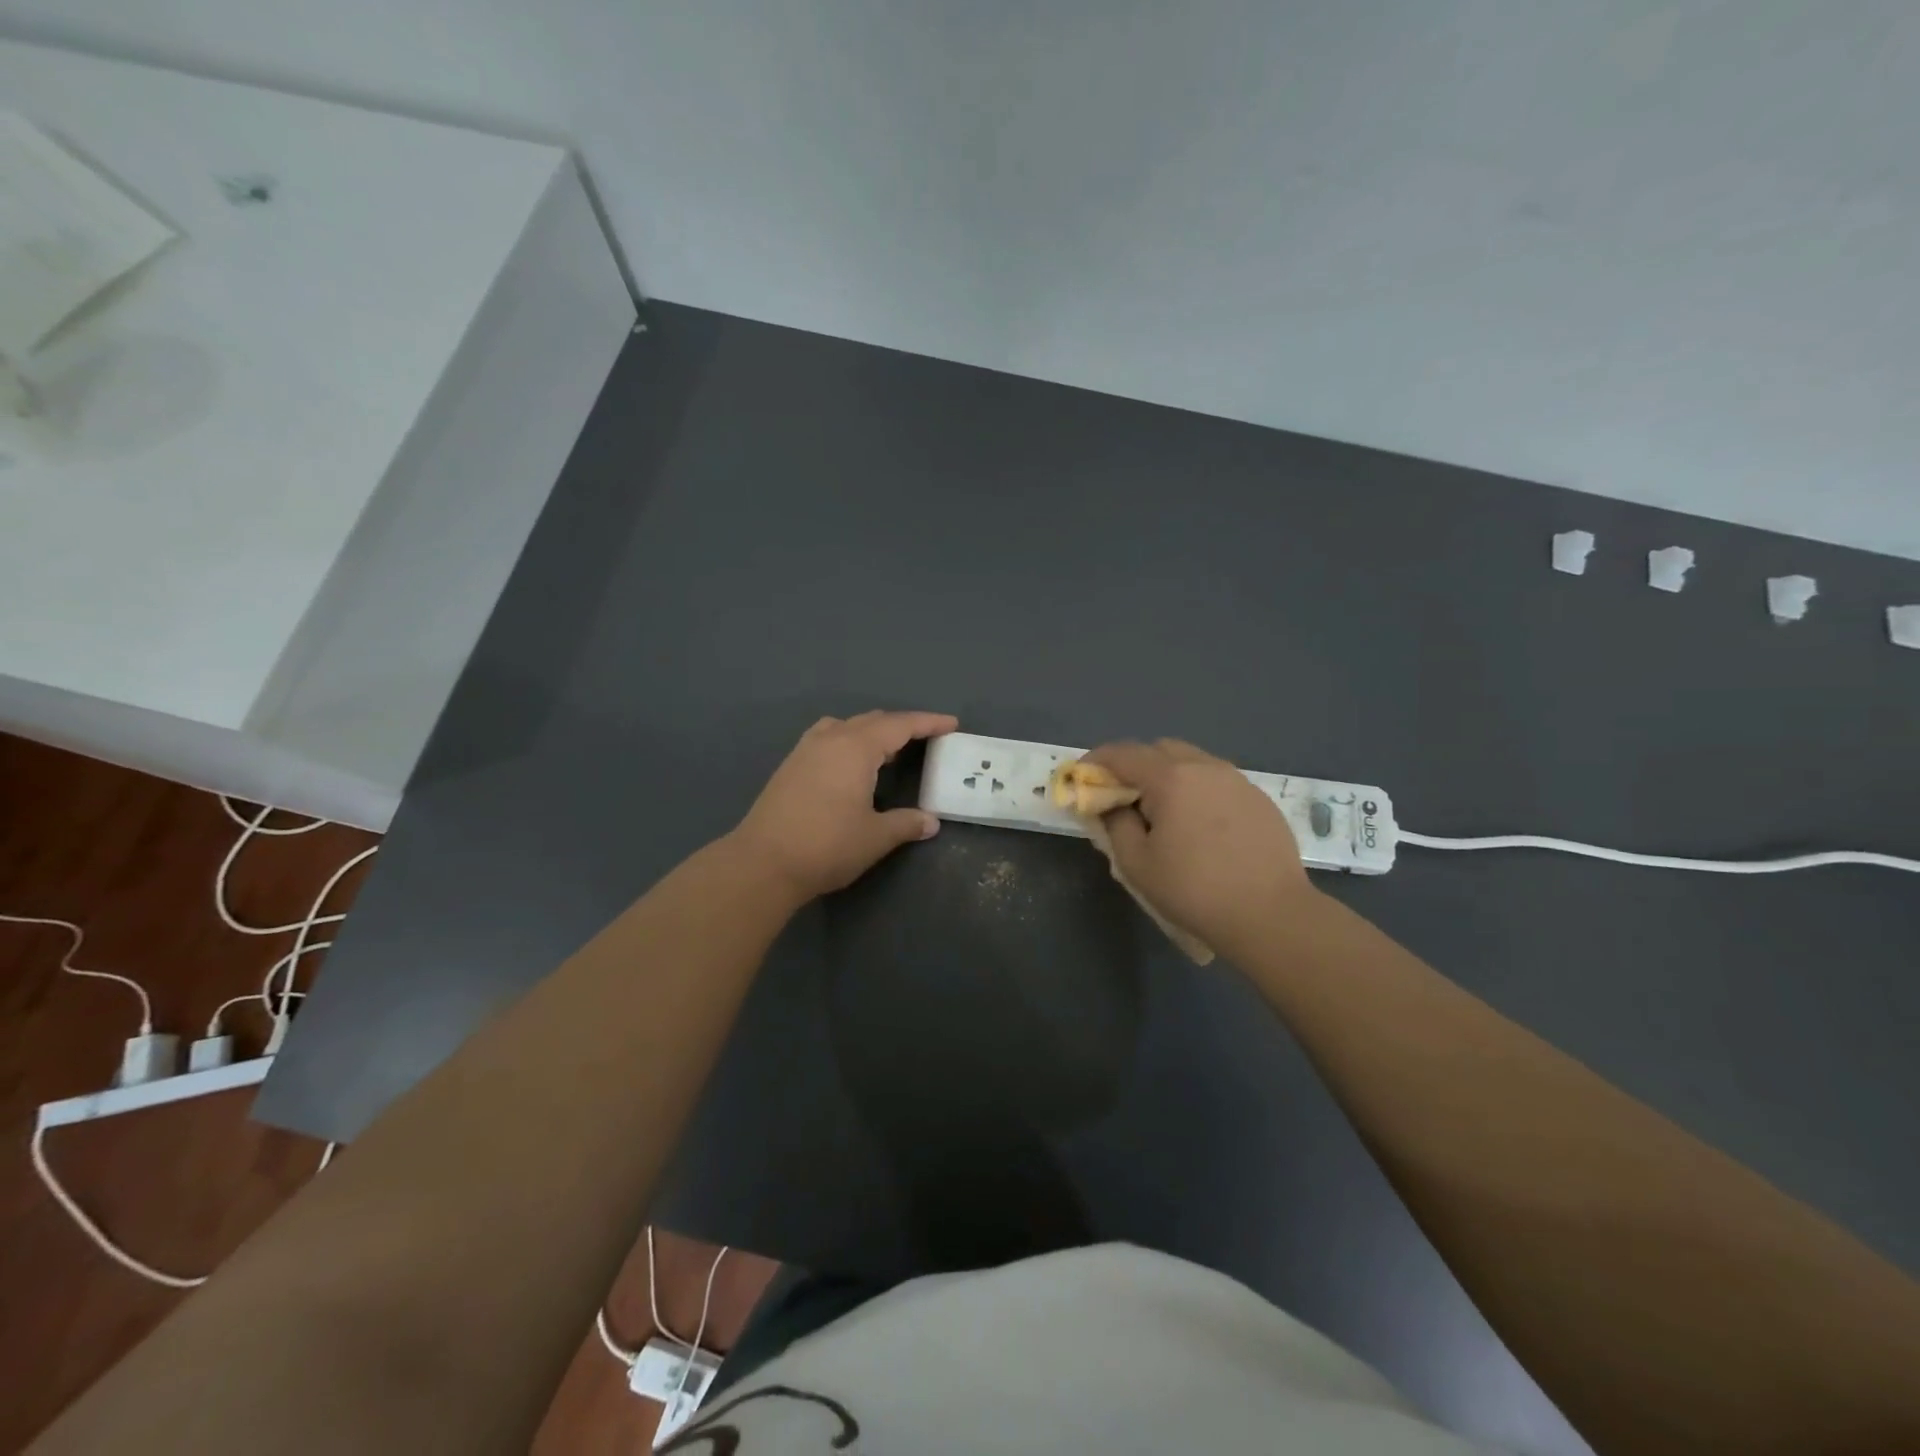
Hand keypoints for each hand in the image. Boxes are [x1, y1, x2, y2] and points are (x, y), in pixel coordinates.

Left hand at [730, 710, 956, 900]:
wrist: (762, 863)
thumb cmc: (827, 846)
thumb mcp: (875, 837)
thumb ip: (906, 824)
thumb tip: (930, 822)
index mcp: (856, 748)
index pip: (900, 725)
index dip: (928, 722)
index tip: (951, 723)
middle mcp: (831, 739)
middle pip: (873, 720)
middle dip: (902, 726)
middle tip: (926, 738)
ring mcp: (806, 750)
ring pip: (846, 726)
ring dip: (872, 731)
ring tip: (888, 749)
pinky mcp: (790, 766)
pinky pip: (827, 737)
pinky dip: (848, 740)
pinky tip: (850, 763)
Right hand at [1082, 739, 1317, 956]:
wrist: (1271, 915)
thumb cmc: (1194, 890)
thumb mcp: (1136, 864)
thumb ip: (1115, 824)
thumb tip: (1112, 805)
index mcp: (1171, 778)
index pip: (1123, 753)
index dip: (1096, 761)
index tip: (1081, 776)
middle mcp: (1205, 767)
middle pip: (1159, 749)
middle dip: (1134, 765)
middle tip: (1123, 797)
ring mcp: (1237, 780)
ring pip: (1192, 762)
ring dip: (1168, 775)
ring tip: (1163, 812)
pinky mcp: (1258, 798)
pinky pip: (1217, 781)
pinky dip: (1197, 790)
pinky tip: (1199, 825)